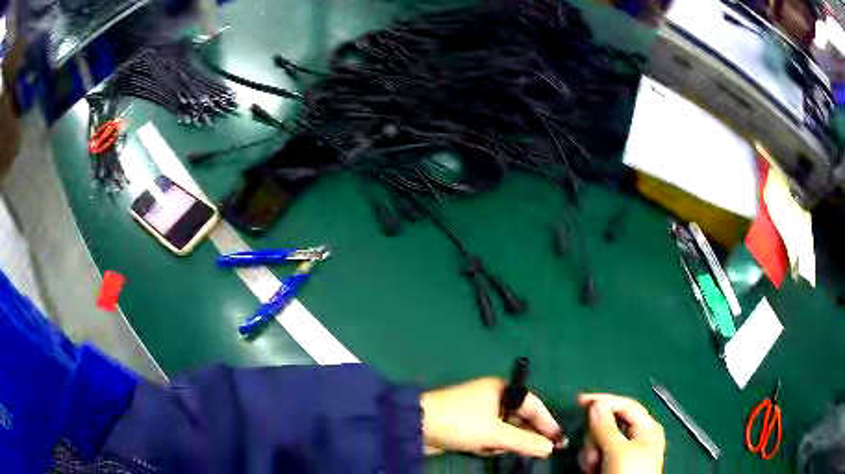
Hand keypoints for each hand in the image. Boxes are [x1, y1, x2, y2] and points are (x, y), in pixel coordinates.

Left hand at [420, 377, 564, 456]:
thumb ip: (525, 441)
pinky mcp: (468, 424)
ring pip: (505, 430)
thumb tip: (549, 448)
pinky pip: (490, 436)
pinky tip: (480, 448)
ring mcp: (480, 411)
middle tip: (538, 452)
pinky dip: (489, 444)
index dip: (548, 425)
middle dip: (525, 436)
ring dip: (504, 442)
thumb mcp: (495, 434)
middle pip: (520, 419)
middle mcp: (494, 397)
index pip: (535, 406)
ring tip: (494, 448)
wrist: (415, 426)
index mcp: (502, 390)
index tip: (560, 442)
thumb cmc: (460, 422)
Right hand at [577, 394, 664, 473]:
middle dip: (596, 438)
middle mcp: (637, 436)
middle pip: (610, 423)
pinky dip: (592, 460)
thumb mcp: (619, 451)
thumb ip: (606, 427)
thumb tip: (595, 404)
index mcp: (647, 428)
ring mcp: (624, 452)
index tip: (579, 401)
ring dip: (592, 452)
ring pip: (600, 439)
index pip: (625, 405)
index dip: (604, 400)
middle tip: (594, 453)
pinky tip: (592, 471)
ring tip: (594, 467)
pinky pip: (598, 453)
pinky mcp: (612, 464)